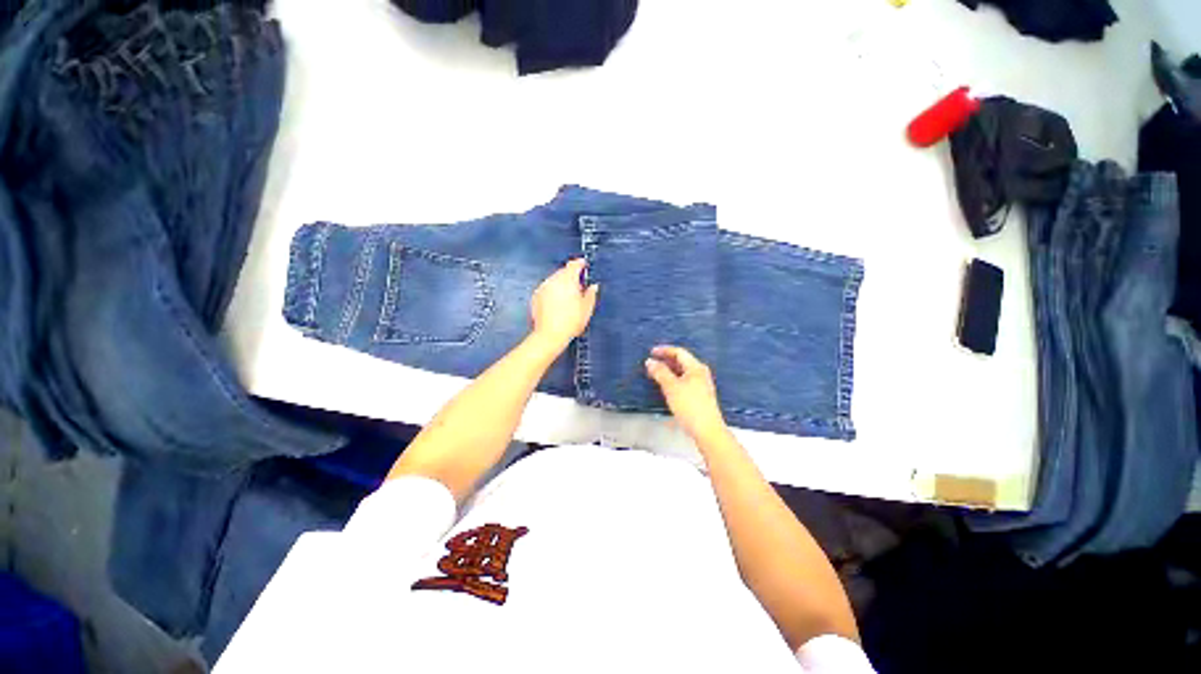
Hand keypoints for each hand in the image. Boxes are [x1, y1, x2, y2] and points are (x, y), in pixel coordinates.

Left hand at [530, 259, 598, 349]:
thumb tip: (593, 287)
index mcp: (568, 280)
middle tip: (579, 286)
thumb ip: (591, 294)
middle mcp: (553, 280)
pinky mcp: (536, 297)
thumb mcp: (587, 308)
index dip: (580, 263)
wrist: (550, 335)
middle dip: (571, 276)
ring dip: (561, 284)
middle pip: (563, 272)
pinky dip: (553, 292)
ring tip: (569, 298)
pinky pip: (547, 289)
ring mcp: (543, 288)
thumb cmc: (570, 322)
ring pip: (554, 280)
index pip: (574, 264)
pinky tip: (558, 304)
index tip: (584, 265)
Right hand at [645, 345, 728, 441]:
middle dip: (665, 360)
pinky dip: (673, 379)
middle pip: (681, 361)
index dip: (664, 350)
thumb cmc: (690, 406)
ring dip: (668, 371)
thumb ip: (660, 372)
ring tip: (655, 374)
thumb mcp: (671, 387)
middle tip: (651, 363)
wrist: (707, 430)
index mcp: (696, 367)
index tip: (651, 352)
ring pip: (682, 372)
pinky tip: (666, 386)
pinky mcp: (700, 395)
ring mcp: (701, 384)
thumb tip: (650, 361)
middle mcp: (700, 373)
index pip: (679, 352)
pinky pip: (684, 380)